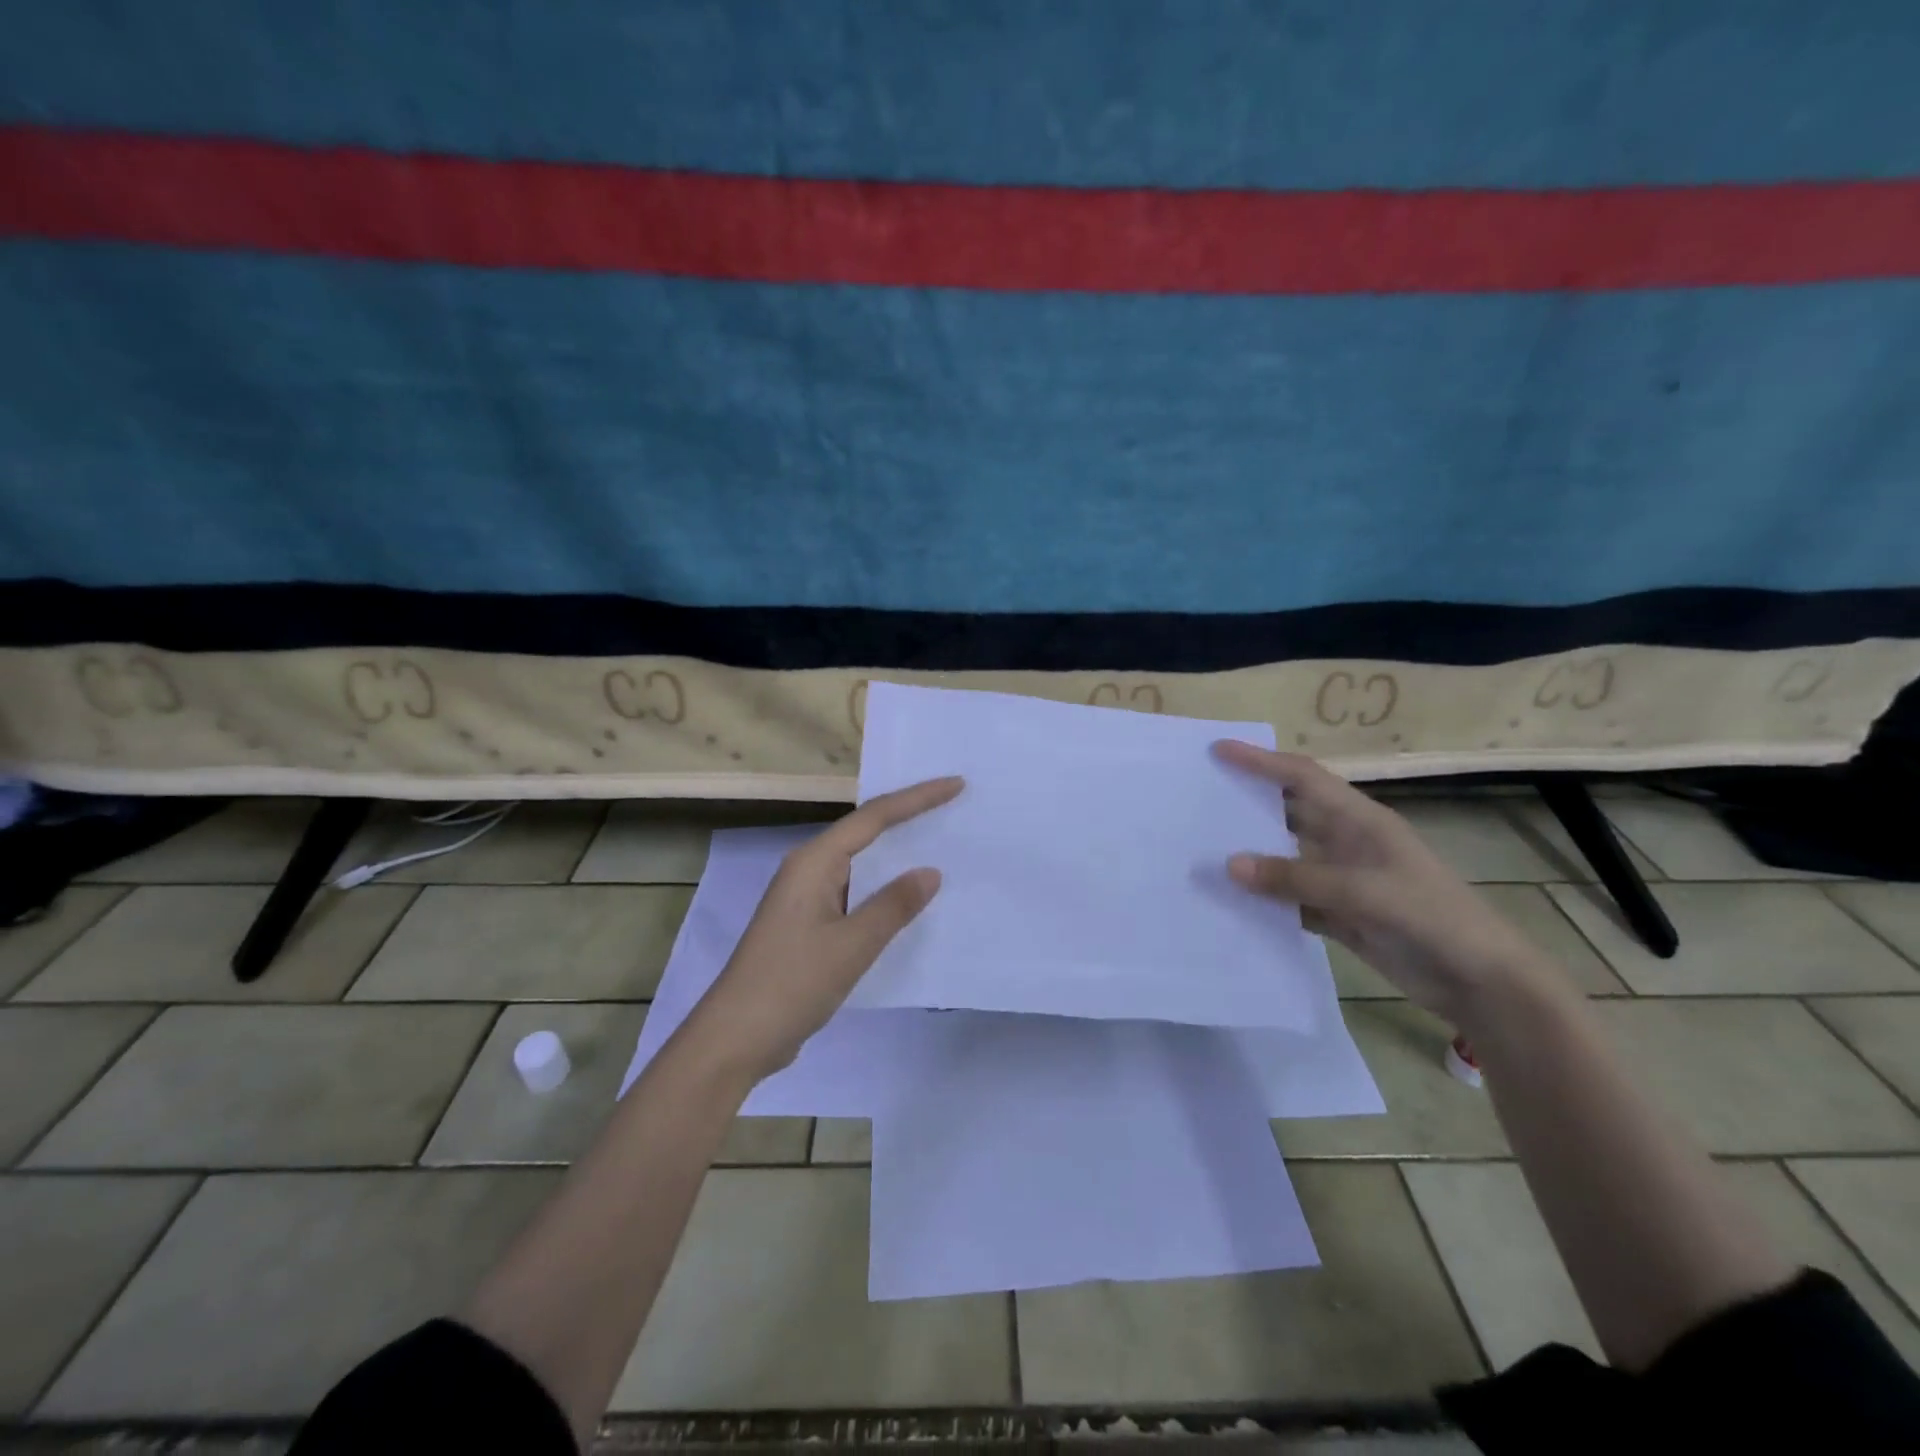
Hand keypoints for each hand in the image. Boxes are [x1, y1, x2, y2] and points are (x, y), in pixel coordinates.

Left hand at [681, 776, 963, 1083]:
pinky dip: (884, 890)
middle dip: (909, 818)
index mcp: (814, 862)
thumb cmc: (792, 983)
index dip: (917, 799)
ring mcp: (806, 897)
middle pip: (865, 832)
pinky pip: (855, 893)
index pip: (874, 817)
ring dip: (897, 855)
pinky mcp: (808, 924)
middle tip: (953, 807)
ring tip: (941, 844)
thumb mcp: (852, 945)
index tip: (956, 785)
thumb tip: (930, 871)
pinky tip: (908, 901)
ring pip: (860, 864)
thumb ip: (893, 906)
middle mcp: (808, 869)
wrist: (736, 1038)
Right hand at [1214, 741, 1550, 1022]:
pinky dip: (1265, 899)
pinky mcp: (1341, 914)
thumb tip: (1229, 865)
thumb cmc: (1430, 918)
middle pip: (1288, 813)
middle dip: (1247, 804)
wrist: (1481, 982)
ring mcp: (1343, 880)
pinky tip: (1233, 903)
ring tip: (1203, 851)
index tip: (1219, 750)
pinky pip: (1291, 898)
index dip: (1261, 761)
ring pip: (1285, 858)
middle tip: (1198, 800)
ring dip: (1252, 856)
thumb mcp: (1363, 891)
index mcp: (1359, 821)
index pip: (1302, 778)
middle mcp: (1346, 843)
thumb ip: (1295, 877)